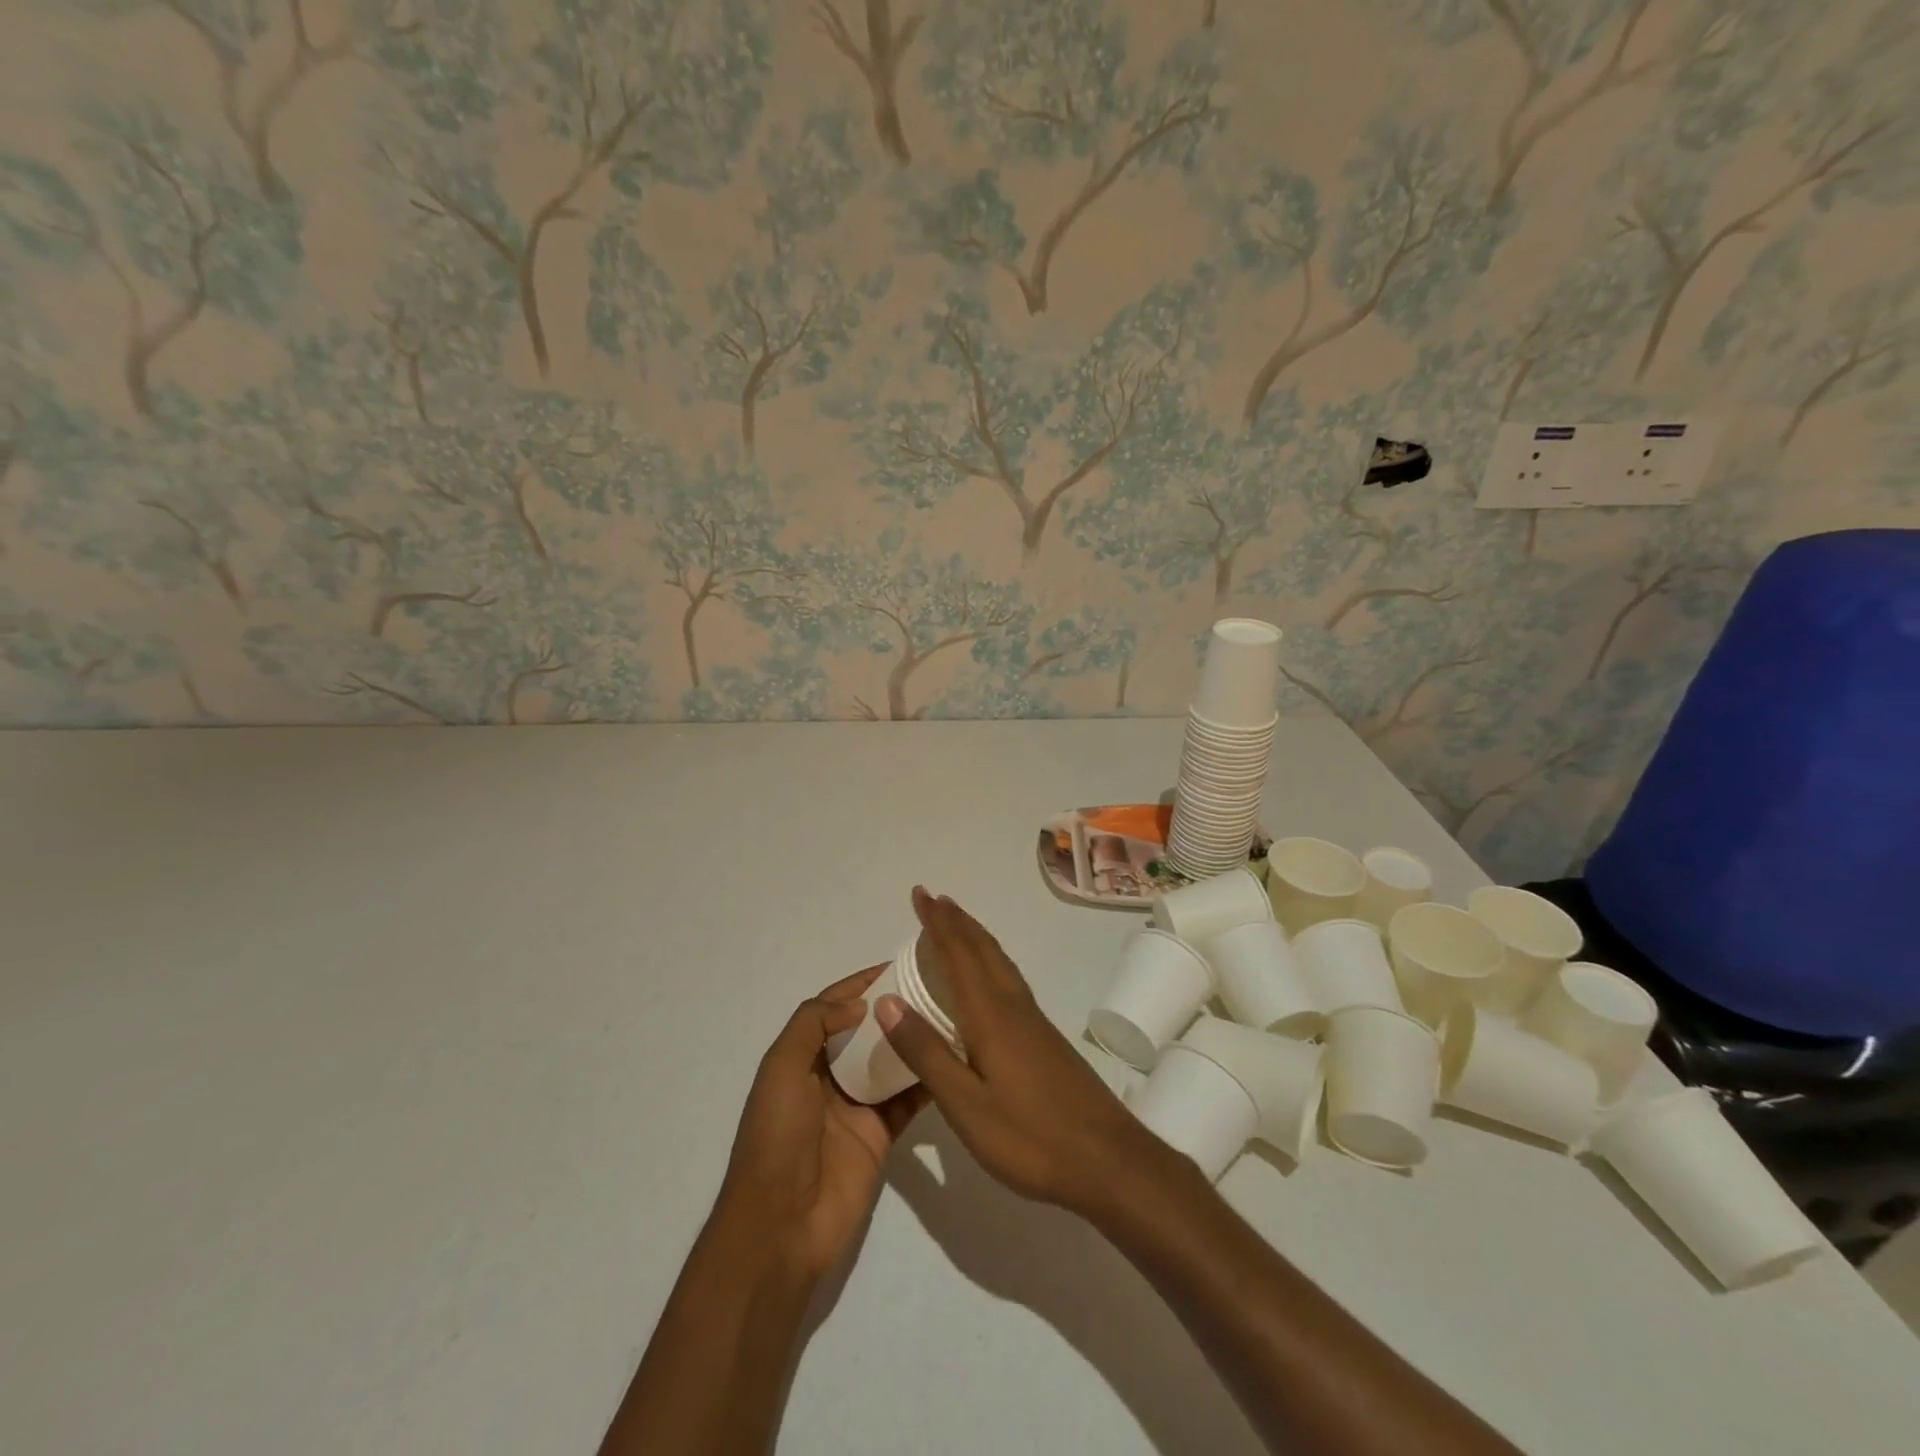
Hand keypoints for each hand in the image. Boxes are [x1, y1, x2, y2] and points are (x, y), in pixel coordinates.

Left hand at [716, 967, 927, 1280]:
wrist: (782, 1225)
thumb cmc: (777, 1137)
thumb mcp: (781, 1069)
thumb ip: (813, 1024)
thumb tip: (860, 1005)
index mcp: (801, 1057)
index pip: (833, 1007)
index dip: (861, 984)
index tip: (898, 964)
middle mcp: (830, 1075)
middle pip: (867, 1030)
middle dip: (894, 1007)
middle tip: (936, 986)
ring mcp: (857, 1105)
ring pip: (891, 1060)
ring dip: (914, 1039)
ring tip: (951, 1014)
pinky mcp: (882, 1133)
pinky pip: (908, 1098)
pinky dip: (928, 1079)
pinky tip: (954, 1058)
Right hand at [876, 887, 1167, 1217]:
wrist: (1110, 1161)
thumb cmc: (1031, 1138)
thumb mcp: (966, 1106)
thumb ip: (926, 1054)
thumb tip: (887, 1002)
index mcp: (990, 1016)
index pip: (958, 955)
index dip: (937, 924)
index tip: (920, 894)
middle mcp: (1014, 1007)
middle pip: (983, 950)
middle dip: (956, 921)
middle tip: (934, 898)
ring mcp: (1034, 1021)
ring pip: (1000, 962)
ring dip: (975, 937)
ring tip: (957, 924)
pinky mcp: (1046, 1038)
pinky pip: (1010, 980)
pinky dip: (991, 961)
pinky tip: (990, 978)